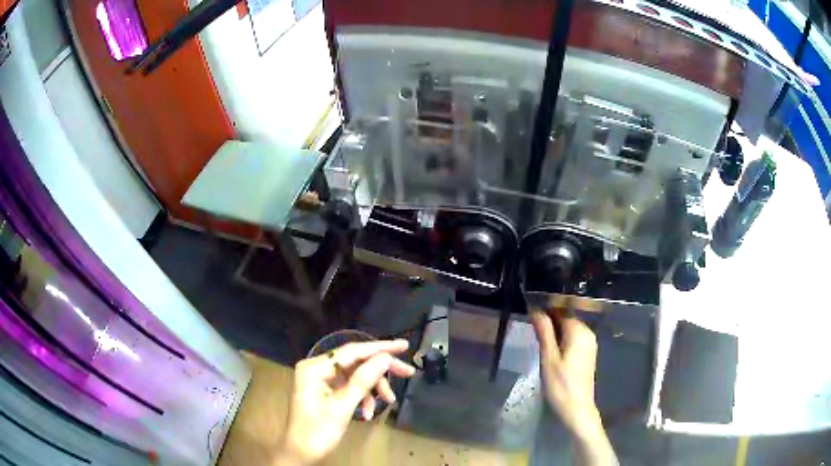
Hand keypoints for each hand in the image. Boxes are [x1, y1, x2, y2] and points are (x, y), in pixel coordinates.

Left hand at [276, 339, 415, 464]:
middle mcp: (317, 367)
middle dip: (381, 370)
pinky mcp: (327, 390)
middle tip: (408, 372)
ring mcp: (321, 379)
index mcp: (314, 368)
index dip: (379, 348)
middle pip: (356, 361)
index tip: (404, 345)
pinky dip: (363, 397)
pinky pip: (351, 386)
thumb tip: (385, 358)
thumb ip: (363, 380)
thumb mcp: (342, 407)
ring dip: (373, 388)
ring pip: (356, 375)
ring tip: (389, 401)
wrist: (301, 453)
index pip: (351, 351)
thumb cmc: (317, 431)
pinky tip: (368, 413)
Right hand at [531, 310, 616, 465]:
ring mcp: (590, 344)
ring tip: (539, 343)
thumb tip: (536, 309)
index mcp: (579, 331)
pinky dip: (562, 340)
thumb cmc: (560, 385)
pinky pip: (573, 339)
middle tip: (532, 333)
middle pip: (566, 318)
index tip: (530, 317)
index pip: (561, 310)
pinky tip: (551, 352)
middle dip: (549, 321)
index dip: (545, 311)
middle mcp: (588, 333)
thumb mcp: (548, 358)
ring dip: (555, 332)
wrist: (577, 409)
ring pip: (569, 329)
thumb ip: (544, 332)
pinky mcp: (588, 354)